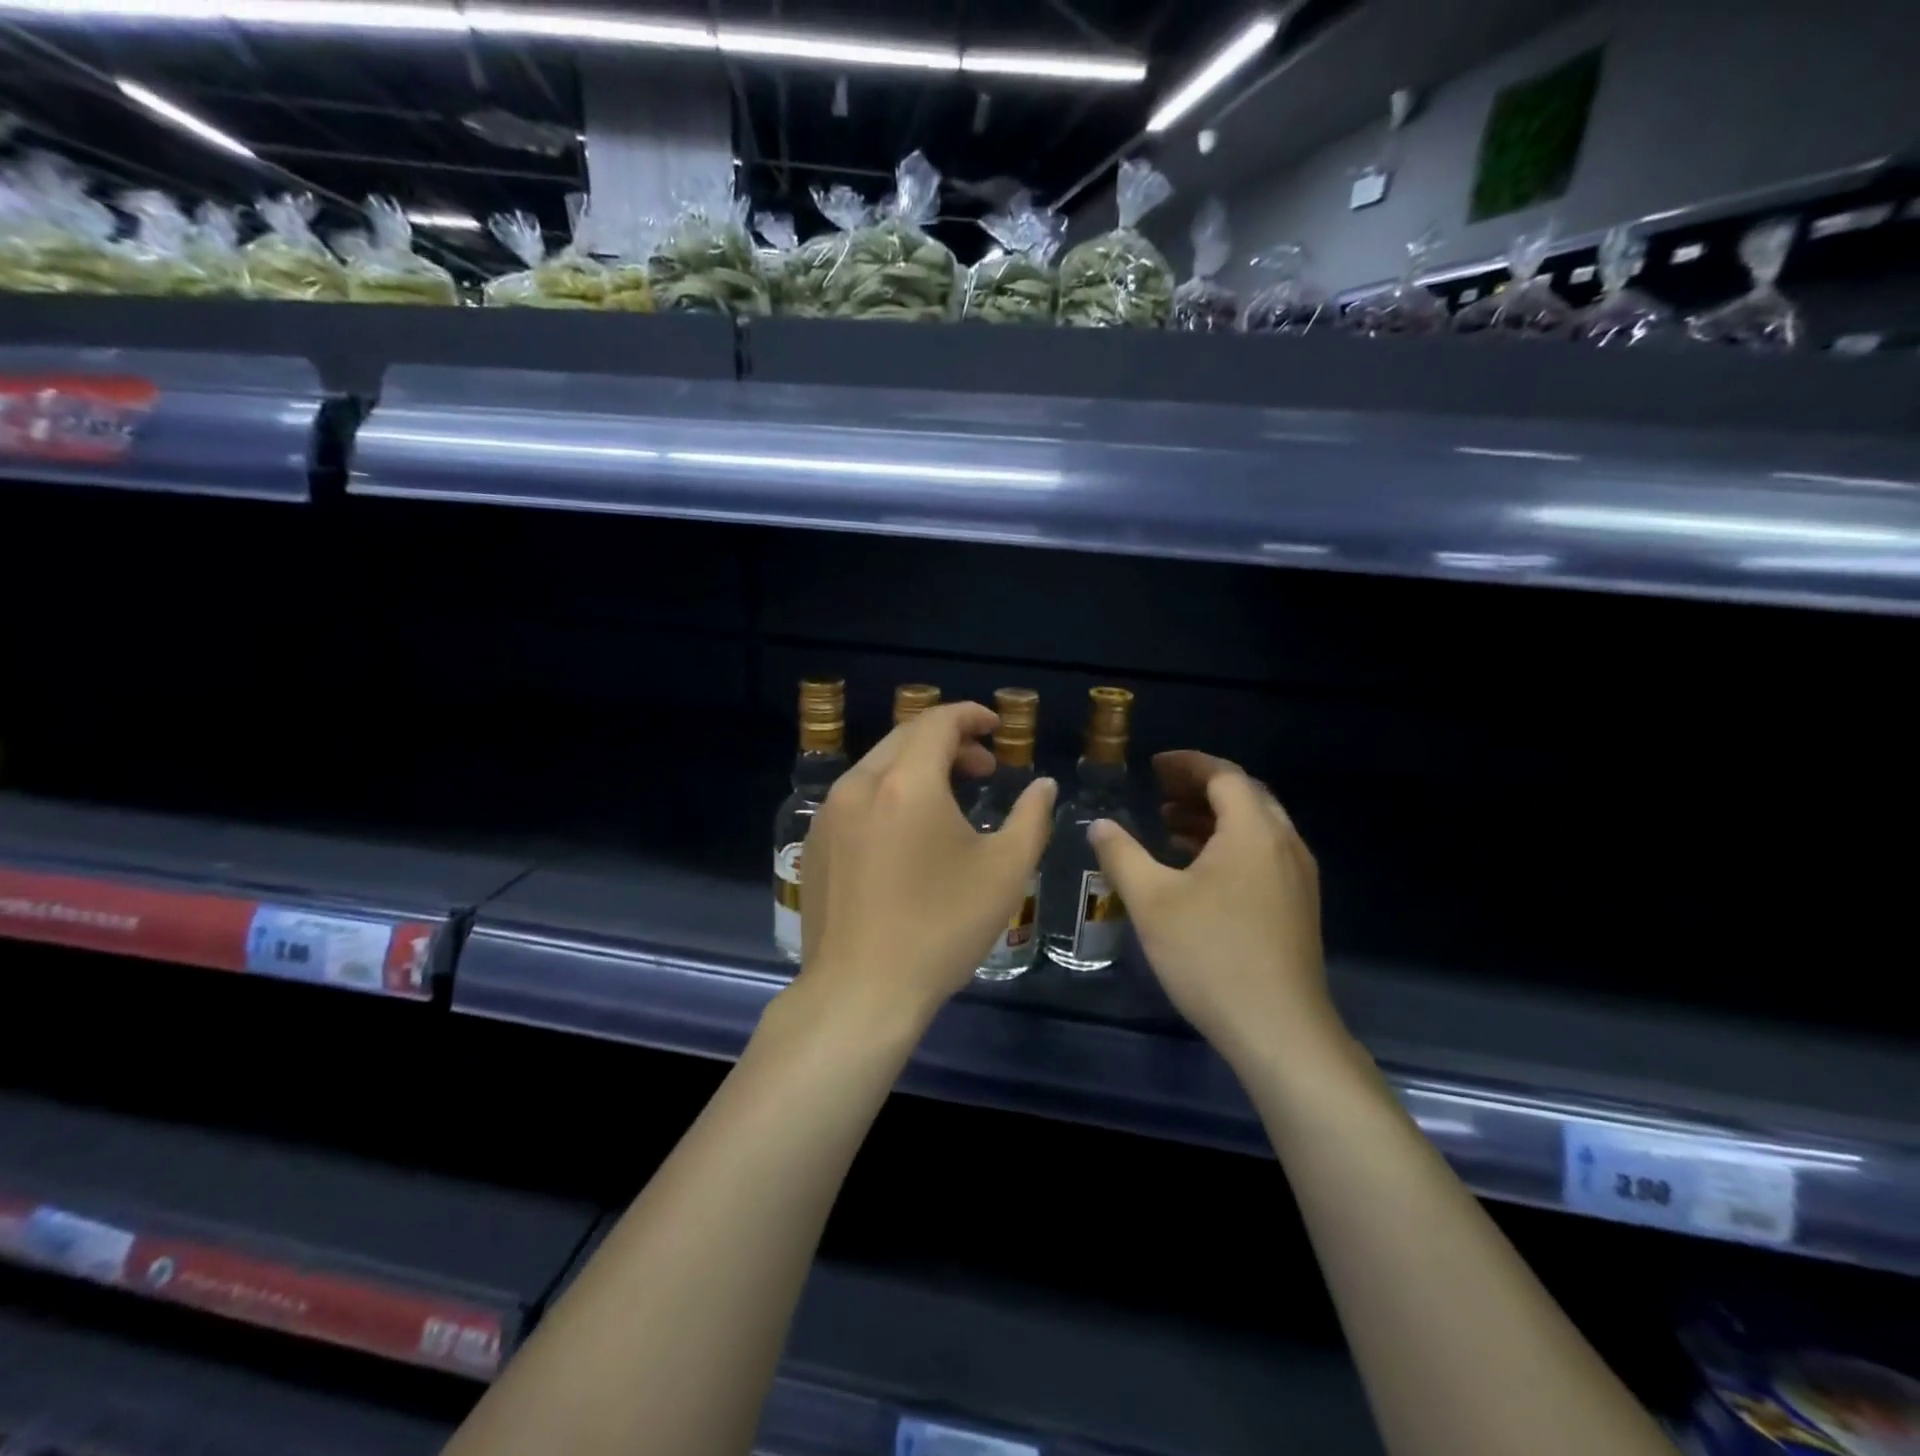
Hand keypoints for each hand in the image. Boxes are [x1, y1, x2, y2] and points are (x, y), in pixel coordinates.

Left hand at [796, 702, 1056, 1028]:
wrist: (861, 991)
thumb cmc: (941, 928)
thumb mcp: (1005, 871)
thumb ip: (1031, 817)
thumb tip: (1042, 786)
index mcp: (906, 782)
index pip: (938, 722)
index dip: (971, 716)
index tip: (996, 728)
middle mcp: (860, 785)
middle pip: (905, 737)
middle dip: (948, 741)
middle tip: (983, 768)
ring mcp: (830, 813)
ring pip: (878, 766)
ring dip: (917, 767)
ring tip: (950, 799)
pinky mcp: (815, 841)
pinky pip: (857, 796)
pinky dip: (889, 792)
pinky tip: (908, 832)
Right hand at [1088, 751, 1338, 1068]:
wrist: (1280, 1030)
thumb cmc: (1211, 955)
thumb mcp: (1152, 901)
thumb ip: (1122, 854)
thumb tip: (1099, 825)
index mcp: (1253, 831)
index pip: (1224, 775)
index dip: (1187, 764)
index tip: (1153, 766)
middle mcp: (1284, 844)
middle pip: (1244, 796)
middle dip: (1200, 787)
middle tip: (1159, 791)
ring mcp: (1297, 877)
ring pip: (1255, 827)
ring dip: (1213, 818)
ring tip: (1170, 825)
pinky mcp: (1298, 906)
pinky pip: (1263, 854)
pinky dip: (1229, 845)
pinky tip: (1198, 870)